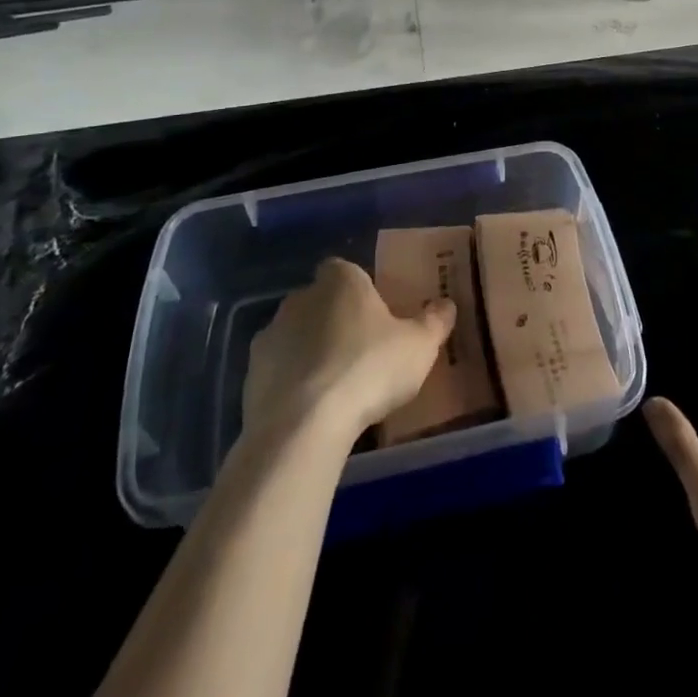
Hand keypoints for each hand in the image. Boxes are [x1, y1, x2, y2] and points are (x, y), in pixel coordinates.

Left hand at [243, 258, 455, 437]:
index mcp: (341, 280)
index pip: (347, 270)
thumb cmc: (369, 369)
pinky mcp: (250, 375)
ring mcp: (270, 335)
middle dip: (334, 320)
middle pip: (320, 301)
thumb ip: (435, 321)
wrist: (303, 425)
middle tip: (359, 352)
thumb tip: (447, 304)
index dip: (360, 290)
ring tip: (334, 387)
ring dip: (309, 352)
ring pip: (295, 335)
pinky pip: (277, 371)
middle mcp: (301, 297)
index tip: (375, 316)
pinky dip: (290, 383)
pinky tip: (310, 409)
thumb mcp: (419, 346)